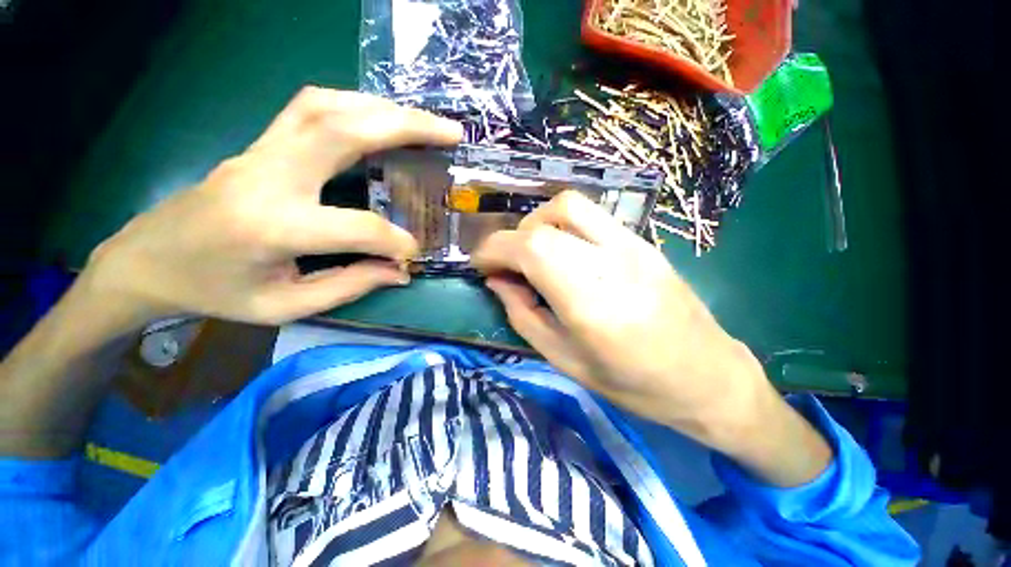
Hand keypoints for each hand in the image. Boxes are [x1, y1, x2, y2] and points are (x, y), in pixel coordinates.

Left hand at [82, 87, 461, 328]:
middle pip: (343, 131)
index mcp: (272, 226)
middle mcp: (268, 175)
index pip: (356, 226)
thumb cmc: (214, 291)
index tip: (414, 253)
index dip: (395, 241)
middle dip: (406, 127)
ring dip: (382, 108)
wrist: (148, 259)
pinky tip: (378, 118)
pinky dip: (354, 105)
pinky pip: (310, 108)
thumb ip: (350, 285)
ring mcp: (260, 151)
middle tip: (450, 133)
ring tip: (422, 122)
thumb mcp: (284, 306)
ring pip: (327, 106)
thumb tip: (399, 270)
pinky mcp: (260, 144)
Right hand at [471, 191, 776, 449]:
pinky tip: (562, 253)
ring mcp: (633, 244)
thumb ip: (523, 314)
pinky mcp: (642, 241)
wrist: (707, 376)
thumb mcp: (564, 360)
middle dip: (512, 237)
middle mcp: (612, 261)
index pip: (531, 247)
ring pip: (570, 205)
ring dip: (537, 223)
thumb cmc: (633, 383)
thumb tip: (497, 281)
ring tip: (531, 254)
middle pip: (547, 220)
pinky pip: (590, 217)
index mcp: (591, 301)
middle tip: (504, 264)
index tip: (480, 264)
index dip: (494, 249)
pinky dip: (561, 226)